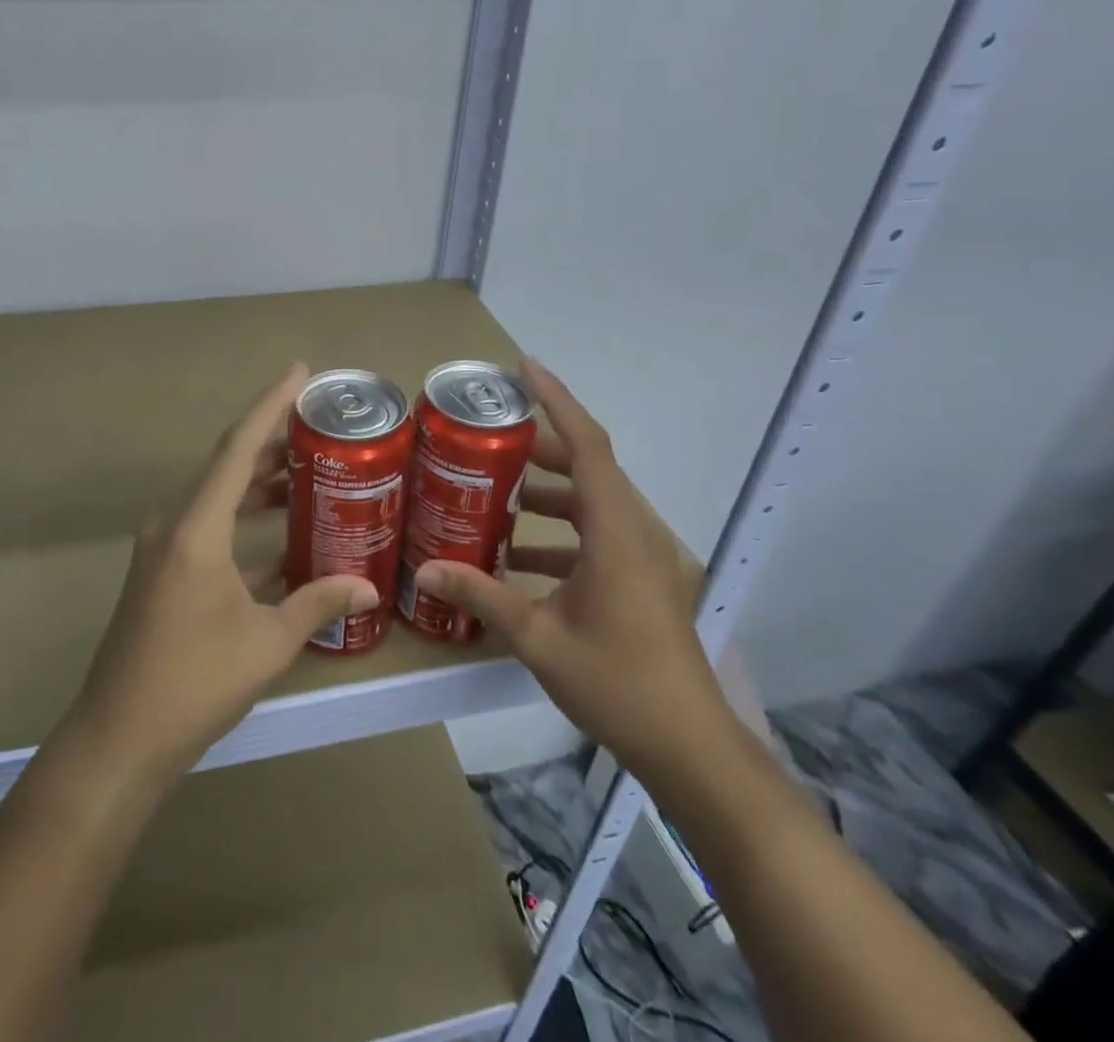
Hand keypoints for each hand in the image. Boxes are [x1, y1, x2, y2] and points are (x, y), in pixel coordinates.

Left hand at [68, 364, 380, 778]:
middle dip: (274, 443)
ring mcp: (163, 548)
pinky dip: (244, 523)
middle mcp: (174, 523)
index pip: (238, 447)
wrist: (118, 739)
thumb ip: (318, 604)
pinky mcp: (162, 571)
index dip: (270, 404)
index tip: (300, 371)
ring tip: (310, 473)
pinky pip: (209, 528)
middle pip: (228, 465)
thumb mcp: (267, 642)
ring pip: (218, 496)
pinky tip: (283, 538)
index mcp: (196, 526)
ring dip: (260, 484)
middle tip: (321, 429)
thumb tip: (370, 588)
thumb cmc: (194, 682)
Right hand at [413, 360, 733, 784]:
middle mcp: (636, 531)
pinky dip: (562, 534)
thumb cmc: (617, 683)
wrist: (689, 746)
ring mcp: (645, 557)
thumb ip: (481, 596)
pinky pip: (600, 535)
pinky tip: (520, 559)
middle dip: (539, 450)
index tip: (525, 368)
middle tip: (489, 442)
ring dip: (549, 495)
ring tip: (497, 496)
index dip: (557, 401)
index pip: (588, 445)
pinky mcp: (644, 579)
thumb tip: (424, 571)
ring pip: (594, 502)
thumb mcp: (538, 638)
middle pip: (589, 468)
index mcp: (617, 531)